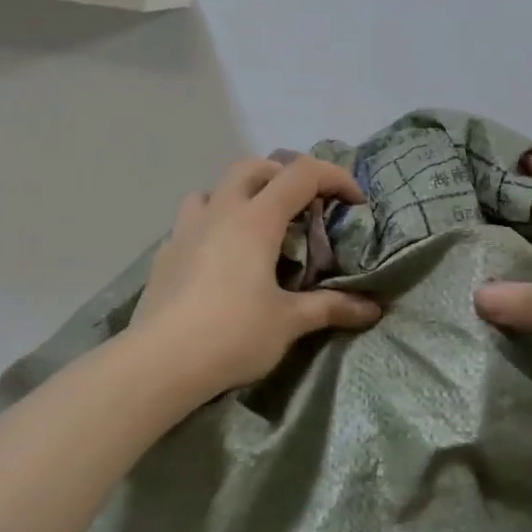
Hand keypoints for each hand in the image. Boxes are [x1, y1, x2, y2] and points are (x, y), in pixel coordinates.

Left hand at [130, 156, 382, 398]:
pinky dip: (214, 225)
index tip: (354, 202)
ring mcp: (186, 230)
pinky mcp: (165, 255)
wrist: (159, 364)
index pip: (302, 174)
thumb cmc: (232, 334)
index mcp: (256, 220)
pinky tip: (220, 259)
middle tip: (304, 207)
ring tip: (258, 227)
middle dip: (285, 176)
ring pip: (215, 189)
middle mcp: (220, 212)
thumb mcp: (289, 322)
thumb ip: (330, 307)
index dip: (334, 178)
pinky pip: (192, 221)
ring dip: (242, 194)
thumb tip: (372, 310)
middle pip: (254, 167)